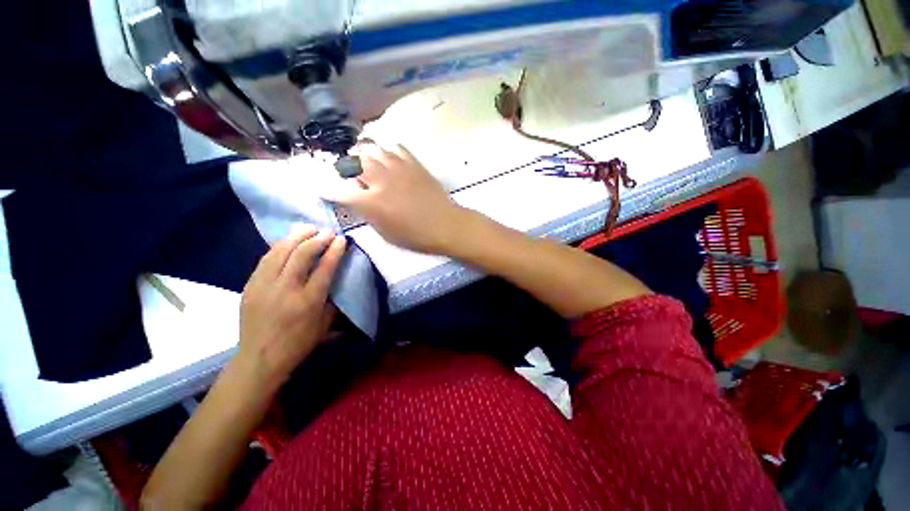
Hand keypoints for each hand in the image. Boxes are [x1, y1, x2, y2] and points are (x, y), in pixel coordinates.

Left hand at [238, 225, 345, 388]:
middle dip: (317, 238)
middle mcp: (285, 289)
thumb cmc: (298, 343)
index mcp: (308, 301)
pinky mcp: (250, 286)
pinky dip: (279, 246)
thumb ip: (331, 298)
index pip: (324, 268)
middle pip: (301, 254)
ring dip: (296, 237)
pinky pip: (265, 259)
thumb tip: (335, 277)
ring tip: (308, 229)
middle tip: (327, 231)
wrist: (259, 358)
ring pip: (280, 251)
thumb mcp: (324, 324)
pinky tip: (287, 241)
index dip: (334, 250)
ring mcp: (264, 286)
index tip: (342, 239)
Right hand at [323, 143, 468, 253]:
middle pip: (353, 161)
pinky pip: (395, 147)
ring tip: (365, 160)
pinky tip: (389, 158)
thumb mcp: (386, 233)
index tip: (323, 189)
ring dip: (364, 153)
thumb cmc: (416, 236)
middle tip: (348, 171)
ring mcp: (398, 168)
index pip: (339, 191)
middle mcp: (380, 180)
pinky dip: (387, 150)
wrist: (446, 225)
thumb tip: (359, 201)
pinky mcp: (413, 163)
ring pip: (372, 148)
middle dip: (345, 165)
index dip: (327, 190)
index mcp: (371, 203)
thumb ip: (368, 214)